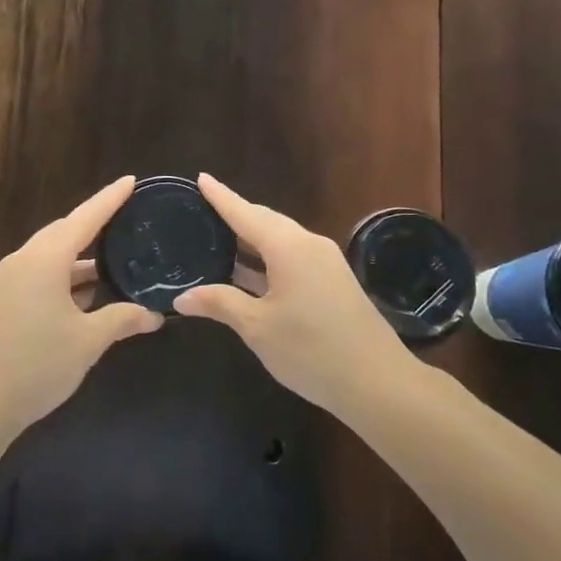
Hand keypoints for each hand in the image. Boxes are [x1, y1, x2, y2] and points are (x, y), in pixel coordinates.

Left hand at [0, 177, 161, 441]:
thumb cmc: (36, 365)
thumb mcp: (87, 342)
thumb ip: (122, 319)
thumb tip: (154, 314)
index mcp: (45, 259)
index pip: (85, 218)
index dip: (110, 199)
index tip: (131, 181)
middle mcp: (24, 260)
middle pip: (65, 233)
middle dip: (96, 225)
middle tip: (128, 218)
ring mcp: (9, 281)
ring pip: (52, 256)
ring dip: (82, 259)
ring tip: (116, 260)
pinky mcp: (3, 301)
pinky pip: (41, 275)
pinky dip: (66, 277)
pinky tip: (88, 294)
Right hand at [173, 174, 407, 415]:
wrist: (378, 382)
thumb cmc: (311, 350)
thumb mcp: (258, 327)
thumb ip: (220, 304)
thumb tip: (182, 297)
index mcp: (288, 246)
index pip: (245, 213)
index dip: (221, 196)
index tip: (201, 178)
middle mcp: (308, 244)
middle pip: (265, 221)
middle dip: (236, 214)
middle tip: (204, 210)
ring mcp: (325, 262)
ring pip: (280, 239)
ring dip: (251, 239)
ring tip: (219, 238)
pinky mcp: (333, 281)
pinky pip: (292, 256)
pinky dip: (266, 258)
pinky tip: (248, 271)